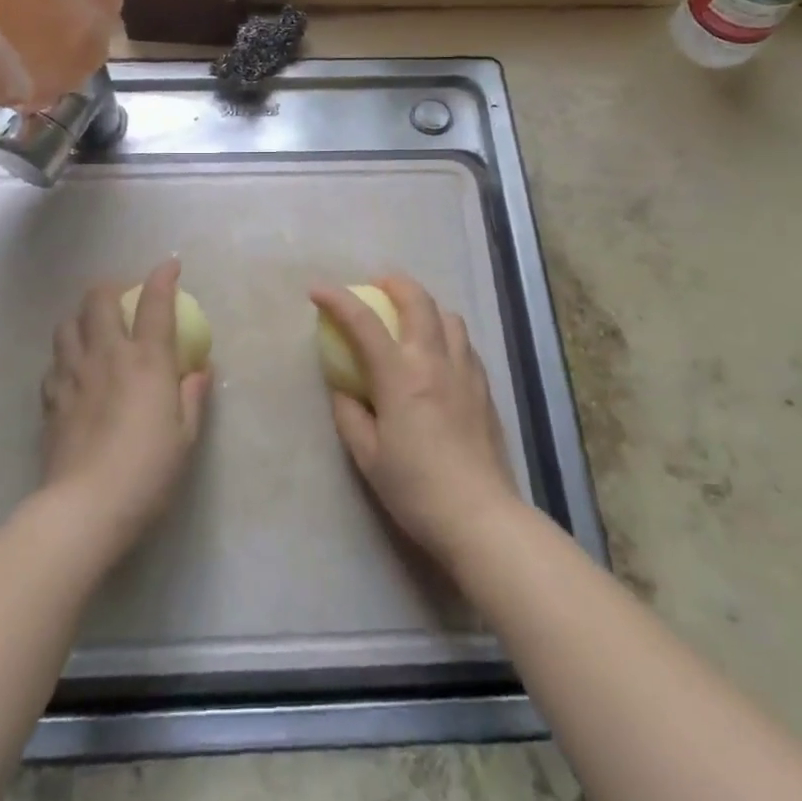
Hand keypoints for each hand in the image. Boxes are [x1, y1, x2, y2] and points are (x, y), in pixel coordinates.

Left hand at [40, 259, 209, 556]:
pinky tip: (74, 370)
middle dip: (111, 286)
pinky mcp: (50, 398)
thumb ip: (193, 396)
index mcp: (146, 360)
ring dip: (81, 317)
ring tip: (93, 328)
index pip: (155, 302)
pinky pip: (54, 361)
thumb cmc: (147, 471)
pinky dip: (65, 355)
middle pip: (98, 299)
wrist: (84, 508)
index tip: (170, 266)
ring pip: (67, 324)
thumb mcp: (185, 437)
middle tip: (123, 297)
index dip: (163, 277)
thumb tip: (200, 369)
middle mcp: (106, 355)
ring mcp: (72, 374)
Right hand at [312, 276, 518, 567]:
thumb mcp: (367, 457)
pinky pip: (464, 343)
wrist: (481, 517)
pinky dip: (445, 333)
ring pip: (448, 316)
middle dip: (393, 283)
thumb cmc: (416, 489)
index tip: (317, 290)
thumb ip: (349, 414)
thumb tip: (343, 388)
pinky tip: (437, 355)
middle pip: (417, 300)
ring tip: (409, 319)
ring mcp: (465, 371)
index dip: (337, 300)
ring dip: (424, 306)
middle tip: (375, 287)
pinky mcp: (484, 387)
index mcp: (400, 376)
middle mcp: (434, 361)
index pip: (363, 323)